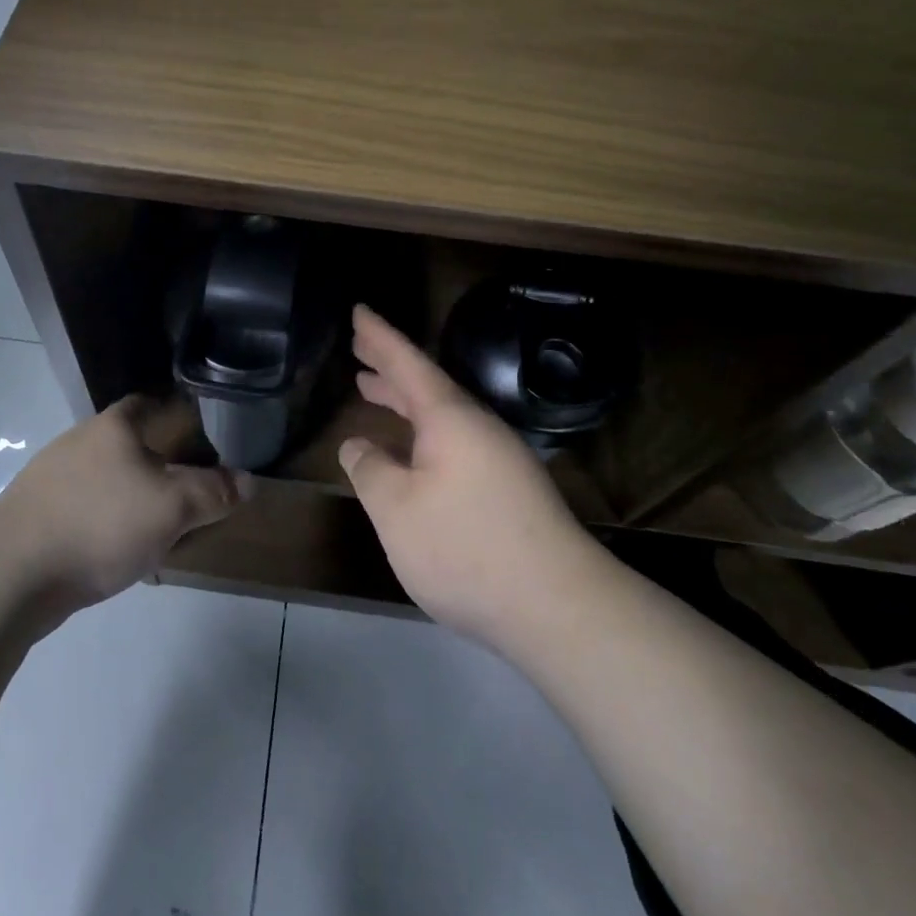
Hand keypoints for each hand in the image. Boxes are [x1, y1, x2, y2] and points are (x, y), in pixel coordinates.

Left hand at [0, 395, 243, 609]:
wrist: (10, 574)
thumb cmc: (101, 524)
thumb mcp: (173, 507)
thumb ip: (214, 493)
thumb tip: (248, 482)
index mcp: (113, 426)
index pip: (150, 402)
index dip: (178, 415)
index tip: (202, 438)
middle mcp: (79, 441)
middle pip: (129, 444)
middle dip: (159, 466)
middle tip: (188, 492)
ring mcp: (51, 478)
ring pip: (107, 480)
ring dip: (132, 499)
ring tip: (158, 530)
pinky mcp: (34, 514)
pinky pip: (84, 511)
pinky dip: (105, 525)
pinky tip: (117, 555)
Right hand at [340, 305, 597, 649]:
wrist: (557, 605)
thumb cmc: (465, 547)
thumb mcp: (396, 509)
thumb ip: (370, 470)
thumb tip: (358, 446)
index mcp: (449, 418)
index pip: (407, 362)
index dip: (379, 336)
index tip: (358, 310)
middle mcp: (477, 427)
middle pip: (426, 384)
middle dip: (389, 365)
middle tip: (358, 346)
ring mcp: (498, 457)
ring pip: (441, 414)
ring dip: (405, 399)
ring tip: (372, 390)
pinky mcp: (508, 488)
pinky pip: (453, 439)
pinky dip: (423, 431)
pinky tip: (411, 453)